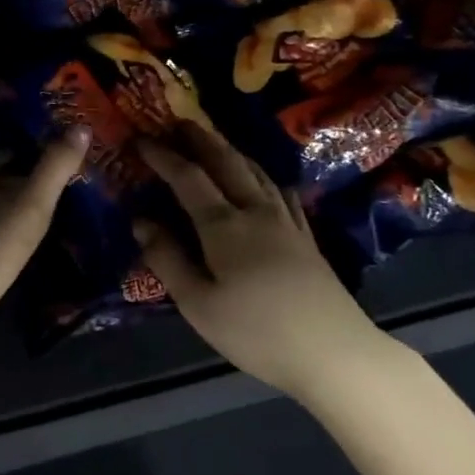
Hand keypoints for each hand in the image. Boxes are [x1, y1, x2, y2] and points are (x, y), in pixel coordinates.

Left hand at [0, 128, 89, 340]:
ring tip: (46, 208)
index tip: (50, 147)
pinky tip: (23, 241)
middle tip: (56, 178)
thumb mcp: (32, 204)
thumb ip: (55, 167)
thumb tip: (81, 127)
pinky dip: (5, 230)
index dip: (21, 145)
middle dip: (20, 175)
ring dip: (13, 204)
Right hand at [135, 124, 387, 400]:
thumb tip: (141, 221)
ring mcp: (286, 222)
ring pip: (257, 172)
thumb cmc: (256, 332)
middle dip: (201, 140)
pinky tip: (265, 181)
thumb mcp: (199, 305)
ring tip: (215, 143)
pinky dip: (264, 176)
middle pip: (227, 163)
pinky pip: (281, 192)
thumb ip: (168, 260)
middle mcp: (256, 211)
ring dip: (232, 151)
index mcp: (224, 226)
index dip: (163, 156)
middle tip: (180, 122)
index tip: (141, 139)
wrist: (333, 352)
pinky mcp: (306, 237)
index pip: (188, 178)